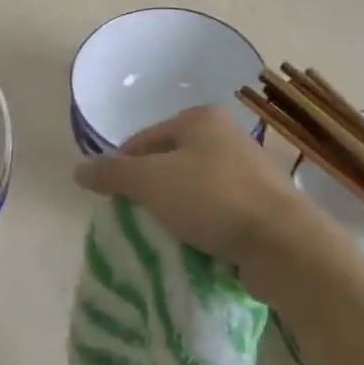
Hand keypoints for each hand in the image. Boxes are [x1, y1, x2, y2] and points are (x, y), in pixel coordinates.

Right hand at [73, 105, 332, 289]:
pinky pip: (218, 210)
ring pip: (195, 187)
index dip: (122, 167)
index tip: (112, 200)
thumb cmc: (213, 200)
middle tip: (136, 219)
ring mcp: (248, 169)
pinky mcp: (263, 203)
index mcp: (199, 119)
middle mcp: (226, 135)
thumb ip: (113, 173)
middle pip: (170, 161)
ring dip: (177, 210)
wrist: (285, 244)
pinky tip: (196, 246)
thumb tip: (78, 170)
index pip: (144, 139)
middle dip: (150, 190)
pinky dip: (203, 225)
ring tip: (164, 236)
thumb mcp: (151, 182)